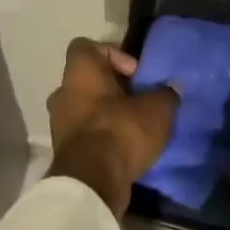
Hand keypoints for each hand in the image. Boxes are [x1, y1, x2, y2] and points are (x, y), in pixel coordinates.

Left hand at [47, 38, 179, 217]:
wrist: (92, 182)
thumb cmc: (121, 131)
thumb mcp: (157, 109)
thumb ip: (165, 93)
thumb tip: (170, 88)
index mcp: (80, 72)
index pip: (86, 46)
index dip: (113, 54)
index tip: (135, 73)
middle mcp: (62, 93)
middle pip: (88, 79)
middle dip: (113, 88)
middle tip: (139, 101)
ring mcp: (59, 123)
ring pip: (85, 108)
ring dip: (107, 114)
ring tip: (135, 127)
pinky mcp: (64, 151)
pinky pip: (85, 133)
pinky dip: (102, 136)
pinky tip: (125, 147)